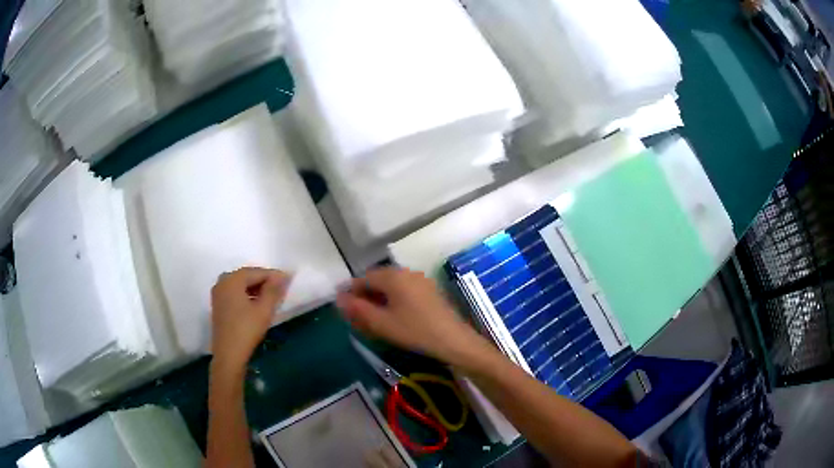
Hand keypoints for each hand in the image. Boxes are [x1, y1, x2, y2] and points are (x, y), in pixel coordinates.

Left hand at [211, 267, 289, 374]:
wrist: (229, 354)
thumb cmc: (247, 330)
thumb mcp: (264, 310)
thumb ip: (273, 290)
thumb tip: (282, 276)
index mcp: (232, 279)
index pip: (256, 272)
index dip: (273, 275)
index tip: (288, 280)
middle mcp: (222, 282)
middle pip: (246, 276)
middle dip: (264, 281)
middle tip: (280, 289)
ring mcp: (218, 294)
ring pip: (240, 285)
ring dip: (255, 288)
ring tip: (271, 297)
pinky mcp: (218, 305)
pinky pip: (234, 293)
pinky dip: (246, 295)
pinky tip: (256, 304)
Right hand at [337, 267, 481, 364]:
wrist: (454, 340)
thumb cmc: (414, 331)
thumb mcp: (382, 323)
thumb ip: (358, 309)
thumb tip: (339, 298)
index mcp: (393, 276)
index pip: (364, 278)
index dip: (351, 293)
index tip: (345, 310)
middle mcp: (407, 273)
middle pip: (378, 281)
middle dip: (365, 299)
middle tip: (357, 320)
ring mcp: (420, 281)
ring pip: (391, 288)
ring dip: (378, 302)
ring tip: (373, 323)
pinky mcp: (429, 292)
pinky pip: (404, 293)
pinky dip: (393, 304)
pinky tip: (392, 320)